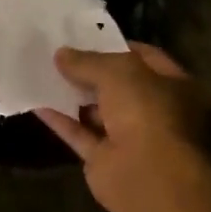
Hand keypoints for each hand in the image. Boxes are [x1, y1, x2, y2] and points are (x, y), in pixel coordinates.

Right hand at [36, 44, 208, 211]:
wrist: (146, 175)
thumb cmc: (145, 111)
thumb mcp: (117, 72)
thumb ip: (88, 61)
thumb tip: (61, 54)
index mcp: (174, 85)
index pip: (145, 57)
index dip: (117, 46)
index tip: (87, 36)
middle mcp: (156, 111)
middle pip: (120, 86)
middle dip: (91, 71)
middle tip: (60, 54)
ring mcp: (131, 138)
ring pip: (98, 112)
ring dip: (74, 96)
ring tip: (44, 73)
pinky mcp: (105, 160)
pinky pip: (80, 135)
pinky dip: (61, 120)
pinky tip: (37, 103)